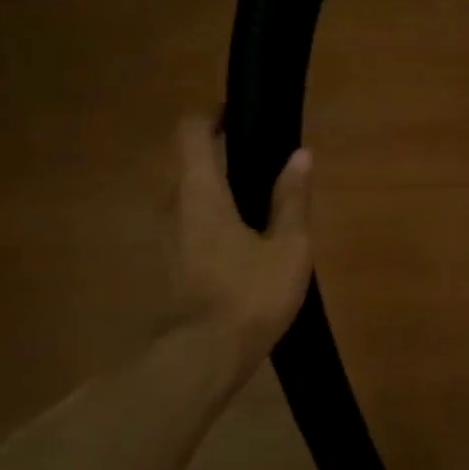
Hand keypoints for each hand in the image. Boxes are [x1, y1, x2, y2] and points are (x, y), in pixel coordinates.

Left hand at [171, 116, 312, 346]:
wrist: (206, 354)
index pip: (192, 133)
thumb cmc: (251, 293)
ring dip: (220, 193)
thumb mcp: (288, 246)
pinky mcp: (171, 263)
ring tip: (261, 207)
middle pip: (191, 165)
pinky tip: (246, 242)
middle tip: (266, 167)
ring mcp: (167, 237)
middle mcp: (174, 206)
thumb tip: (301, 155)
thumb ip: (292, 199)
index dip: (212, 116)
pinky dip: (214, 219)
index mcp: (201, 193)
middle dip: (224, 158)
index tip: (240, 115)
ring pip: (191, 198)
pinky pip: (191, 224)